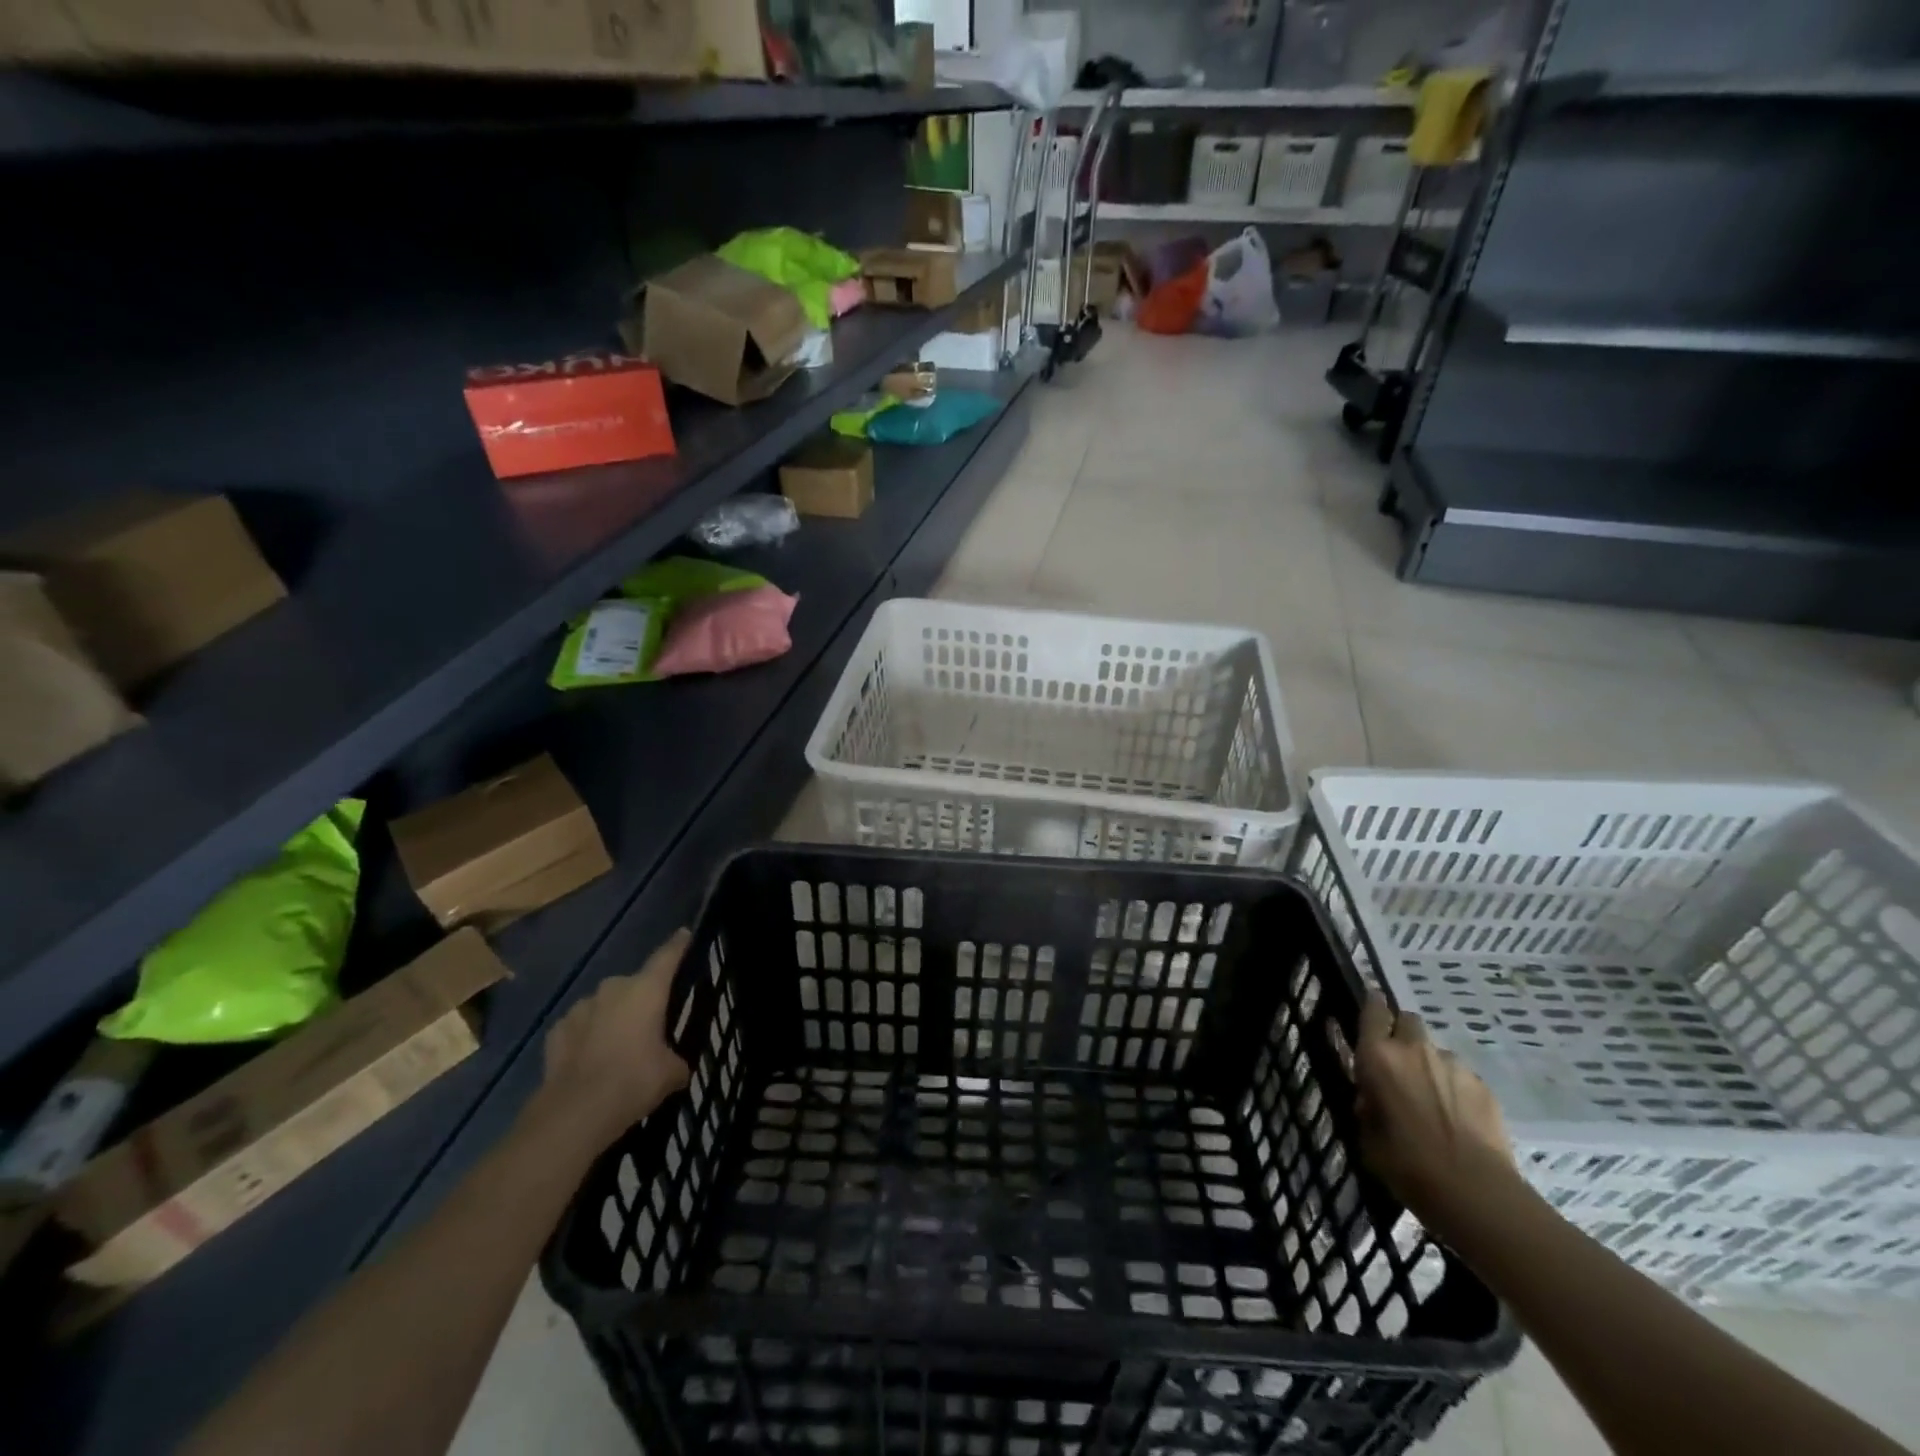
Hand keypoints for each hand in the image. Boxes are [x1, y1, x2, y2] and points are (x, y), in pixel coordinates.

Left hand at [538, 929, 691, 1149]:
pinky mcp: (555, 1031)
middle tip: (650, 1024)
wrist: (575, 1112)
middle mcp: (613, 988)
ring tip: (618, 1047)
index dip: (679, 944)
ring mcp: (580, 1008)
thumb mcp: (671, 1073)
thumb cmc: (634, 1081)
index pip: (668, 955)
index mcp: (647, 989)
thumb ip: (677, 1060)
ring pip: (604, 1005)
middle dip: (642, 999)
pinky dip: (586, 1037)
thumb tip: (676, 1066)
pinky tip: (590, 1060)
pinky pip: (580, 1027)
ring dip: (612, 1018)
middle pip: (634, 984)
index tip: (685, 935)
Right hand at [1353, 993, 1514, 1229]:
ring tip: (1433, 1100)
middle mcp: (1414, 1050)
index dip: (1372, 1004)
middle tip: (1399, 1062)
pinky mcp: (1484, 1087)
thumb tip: (1372, 1099)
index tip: (1371, 1006)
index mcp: (1377, 1057)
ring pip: (1436, 1051)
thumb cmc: (1408, 1166)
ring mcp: (1453, 1066)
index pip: (1373, 1010)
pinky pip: (1462, 1076)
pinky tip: (1458, 1119)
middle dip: (1402, 1033)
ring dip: (1430, 1065)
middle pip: (1408, 1020)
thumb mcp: (1368, 1139)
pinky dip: (1456, 1088)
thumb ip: (1367, 1108)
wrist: (1477, 1195)